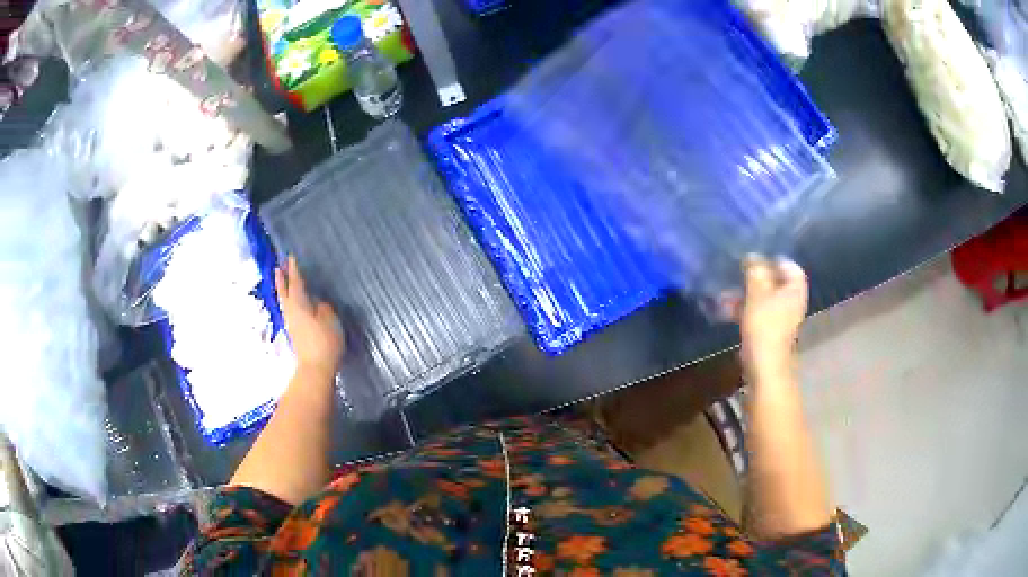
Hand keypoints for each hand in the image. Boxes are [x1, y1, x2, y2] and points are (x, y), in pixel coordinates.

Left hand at [275, 256, 344, 374]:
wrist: (315, 369)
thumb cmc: (324, 342)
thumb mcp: (330, 320)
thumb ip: (324, 308)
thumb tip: (318, 303)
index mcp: (299, 304)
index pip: (296, 283)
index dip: (294, 271)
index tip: (290, 258)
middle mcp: (291, 312)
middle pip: (283, 292)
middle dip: (281, 279)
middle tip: (278, 267)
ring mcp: (291, 324)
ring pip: (284, 302)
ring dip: (283, 290)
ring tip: (282, 282)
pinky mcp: (294, 334)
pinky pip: (289, 311)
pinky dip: (288, 302)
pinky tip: (294, 304)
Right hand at [732, 255, 808, 377]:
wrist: (764, 366)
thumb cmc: (765, 326)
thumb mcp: (757, 293)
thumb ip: (755, 271)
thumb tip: (752, 255)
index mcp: (794, 289)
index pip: (787, 265)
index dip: (771, 259)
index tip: (753, 258)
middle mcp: (791, 300)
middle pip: (774, 281)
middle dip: (753, 277)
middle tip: (736, 273)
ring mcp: (780, 317)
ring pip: (763, 297)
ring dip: (744, 294)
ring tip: (723, 294)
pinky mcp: (768, 330)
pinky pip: (757, 312)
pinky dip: (743, 309)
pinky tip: (724, 309)